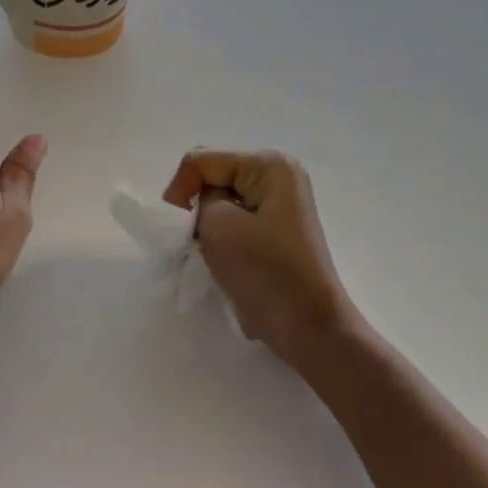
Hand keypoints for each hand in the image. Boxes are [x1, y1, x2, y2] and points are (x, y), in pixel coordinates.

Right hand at [162, 149, 358, 371]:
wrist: (309, 327)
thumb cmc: (265, 272)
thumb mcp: (218, 225)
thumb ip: (200, 197)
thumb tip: (204, 203)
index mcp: (270, 164)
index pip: (202, 160)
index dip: (180, 190)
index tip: (178, 230)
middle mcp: (279, 173)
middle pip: (214, 174)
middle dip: (195, 203)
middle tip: (193, 240)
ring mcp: (281, 201)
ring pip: (222, 198)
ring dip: (208, 222)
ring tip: (209, 252)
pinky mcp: (278, 227)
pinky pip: (237, 216)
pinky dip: (222, 234)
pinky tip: (225, 258)